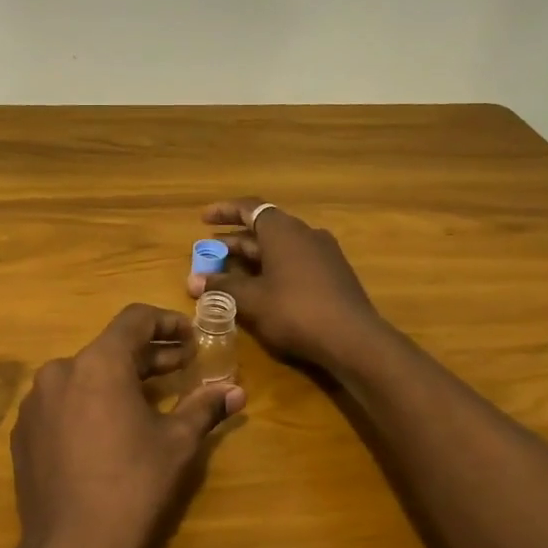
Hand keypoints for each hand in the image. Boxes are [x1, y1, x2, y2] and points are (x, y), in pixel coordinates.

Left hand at [10, 304, 244, 547]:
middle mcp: (59, 371)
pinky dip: (90, 403)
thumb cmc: (133, 487)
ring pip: (84, 375)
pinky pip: (63, 403)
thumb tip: (236, 391)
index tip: (191, 337)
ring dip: (119, 379)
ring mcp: (35, 403)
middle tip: (182, 367)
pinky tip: (111, 429)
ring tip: (150, 399)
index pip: (134, 319)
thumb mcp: (177, 443)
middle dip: (148, 355)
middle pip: (109, 349)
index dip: (167, 322)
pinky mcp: (24, 433)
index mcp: (97, 363)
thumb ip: (204, 407)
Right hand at [186, 198, 382, 367]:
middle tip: (209, 255)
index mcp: (283, 230)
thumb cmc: (295, 311)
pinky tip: (262, 289)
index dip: (224, 211)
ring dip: (253, 258)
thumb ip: (222, 287)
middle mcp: (304, 233)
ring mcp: (323, 253)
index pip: (249, 208)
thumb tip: (194, 281)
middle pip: (263, 229)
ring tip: (230, 274)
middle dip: (234, 242)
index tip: (203, 220)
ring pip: (279, 248)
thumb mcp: (252, 300)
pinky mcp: (333, 274)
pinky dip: (272, 269)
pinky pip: (295, 262)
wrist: (353, 338)